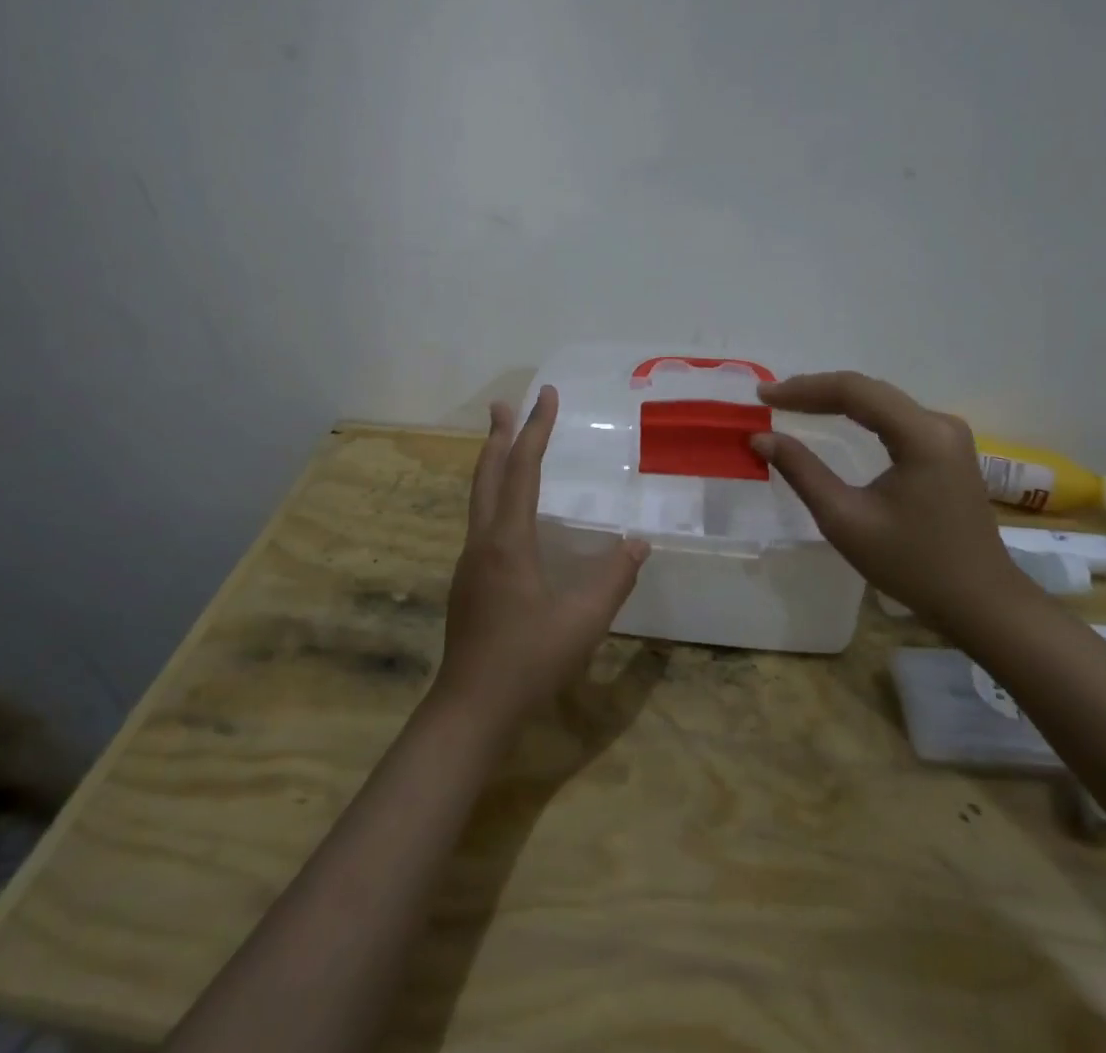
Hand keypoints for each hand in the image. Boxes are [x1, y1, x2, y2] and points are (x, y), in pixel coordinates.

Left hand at [432, 386, 649, 730]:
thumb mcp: (583, 622)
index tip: (547, 396)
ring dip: (492, 464)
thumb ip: (613, 579)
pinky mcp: (467, 581)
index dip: (536, 430)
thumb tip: (639, 543)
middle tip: (503, 404)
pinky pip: (481, 521)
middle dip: (498, 436)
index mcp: (508, 541)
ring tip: (503, 444)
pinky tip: (506, 512)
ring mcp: (469, 562)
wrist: (470, 709)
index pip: (522, 470)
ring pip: (479, 498)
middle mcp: (482, 542)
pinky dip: (493, 495)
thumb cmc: (528, 661)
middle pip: (487, 475)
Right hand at [751, 371, 1032, 632]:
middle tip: (771, 399)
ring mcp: (947, 435)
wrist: (981, 603)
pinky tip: (832, 418)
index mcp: (921, 436)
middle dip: (816, 391)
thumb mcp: (846, 520)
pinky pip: (894, 417)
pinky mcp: (946, 449)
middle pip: (869, 390)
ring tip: (792, 404)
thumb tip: (761, 437)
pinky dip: (858, 414)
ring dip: (835, 399)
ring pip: (881, 401)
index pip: (854, 391)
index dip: (804, 389)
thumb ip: (802, 472)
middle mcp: (939, 424)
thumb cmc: (912, 565)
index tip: (763, 397)